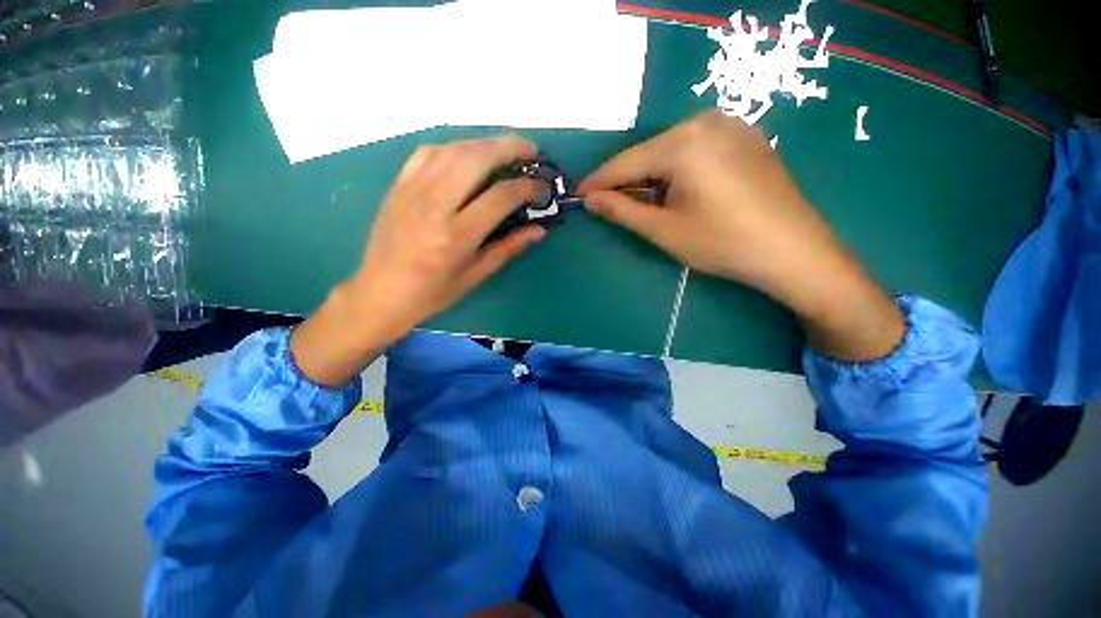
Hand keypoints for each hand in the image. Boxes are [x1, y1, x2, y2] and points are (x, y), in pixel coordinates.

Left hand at [291, 135, 545, 385]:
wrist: (381, 291)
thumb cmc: (434, 291)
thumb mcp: (476, 275)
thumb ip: (508, 248)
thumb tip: (539, 230)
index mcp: (457, 235)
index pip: (500, 197)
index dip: (527, 188)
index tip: (541, 189)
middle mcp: (435, 205)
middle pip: (476, 158)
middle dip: (510, 147)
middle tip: (531, 150)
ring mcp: (413, 190)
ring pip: (453, 149)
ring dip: (485, 143)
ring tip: (505, 149)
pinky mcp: (399, 185)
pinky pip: (428, 153)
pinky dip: (454, 147)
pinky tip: (467, 155)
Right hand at [580, 111, 904, 360]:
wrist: (794, 251)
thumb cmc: (723, 243)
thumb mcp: (664, 230)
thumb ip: (623, 210)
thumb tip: (590, 200)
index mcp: (683, 142)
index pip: (626, 162)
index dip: (598, 182)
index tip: (578, 195)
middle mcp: (706, 120)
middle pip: (649, 153)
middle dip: (626, 180)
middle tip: (609, 205)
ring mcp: (731, 124)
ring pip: (671, 150)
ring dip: (651, 176)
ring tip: (643, 203)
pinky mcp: (745, 136)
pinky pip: (696, 148)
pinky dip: (677, 169)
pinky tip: (678, 191)